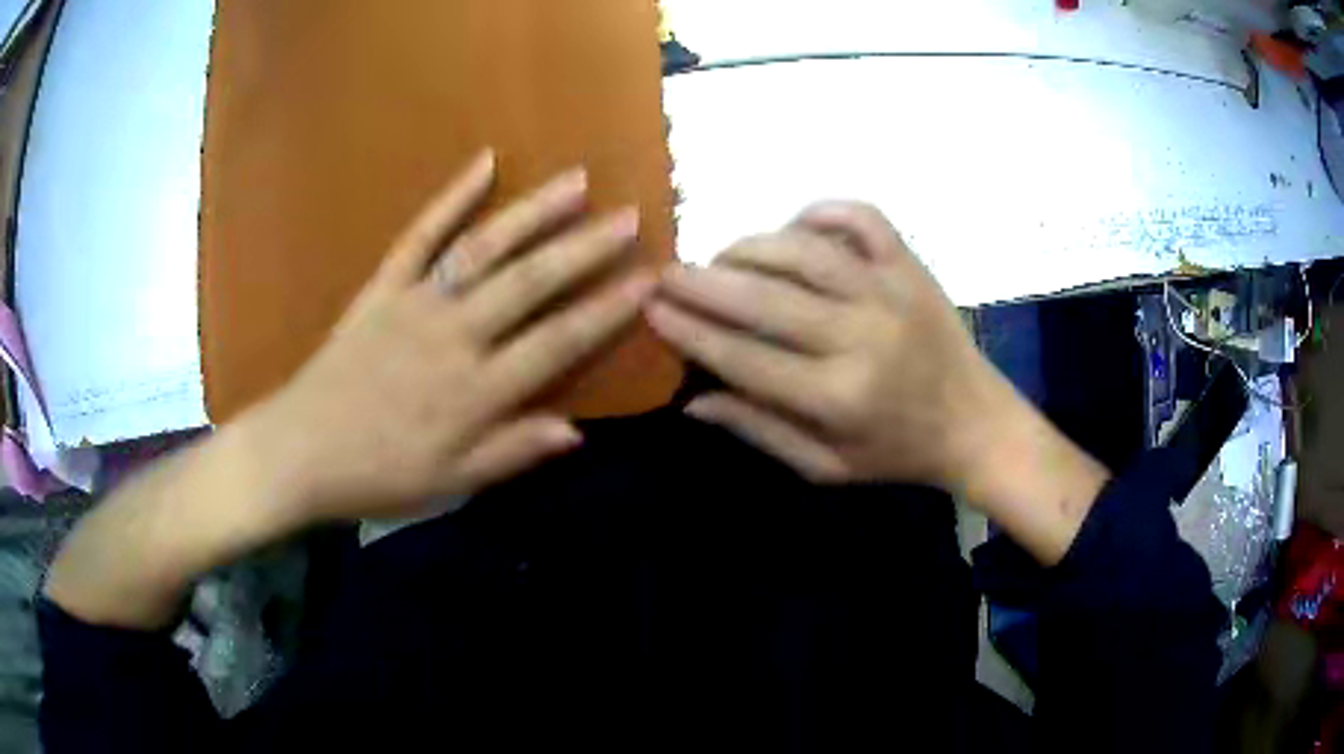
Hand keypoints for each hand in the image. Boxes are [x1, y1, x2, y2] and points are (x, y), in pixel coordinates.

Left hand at [248, 150, 654, 523]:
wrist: (300, 451)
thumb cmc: (378, 475)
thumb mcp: (451, 483)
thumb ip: (512, 452)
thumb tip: (577, 431)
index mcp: (475, 392)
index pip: (556, 343)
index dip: (607, 311)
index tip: (649, 281)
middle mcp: (453, 336)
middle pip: (529, 284)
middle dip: (584, 249)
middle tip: (629, 217)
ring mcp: (416, 303)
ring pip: (483, 249)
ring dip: (533, 212)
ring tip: (576, 180)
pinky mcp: (383, 286)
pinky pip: (420, 235)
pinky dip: (451, 196)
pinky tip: (484, 162)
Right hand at [648, 202, 1108, 562]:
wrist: (975, 423)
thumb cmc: (896, 453)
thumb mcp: (825, 466)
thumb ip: (759, 430)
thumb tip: (692, 399)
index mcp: (837, 397)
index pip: (743, 356)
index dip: (690, 330)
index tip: (650, 309)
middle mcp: (861, 336)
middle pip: (764, 296)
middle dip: (702, 281)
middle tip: (665, 273)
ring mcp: (890, 291)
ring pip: (803, 249)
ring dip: (750, 246)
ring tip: (722, 256)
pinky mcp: (911, 265)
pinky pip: (860, 217)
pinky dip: (819, 211)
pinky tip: (794, 228)